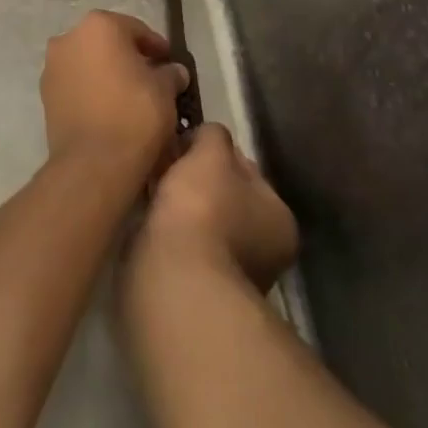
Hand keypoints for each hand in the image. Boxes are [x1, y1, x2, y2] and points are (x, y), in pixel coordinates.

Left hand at [41, 10, 189, 182]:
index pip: (135, 29)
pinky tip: (109, 108)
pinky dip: (91, 89)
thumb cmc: (134, 114)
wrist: (93, 162)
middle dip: (128, 57)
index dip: (156, 47)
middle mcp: (68, 38)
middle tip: (151, 78)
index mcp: (99, 25)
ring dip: (107, 73)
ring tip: (130, 96)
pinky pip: (75, 84)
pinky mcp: (44, 95)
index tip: (169, 63)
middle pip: (107, 42)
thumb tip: (174, 71)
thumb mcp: (165, 90)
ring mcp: (52, 66)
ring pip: (88, 62)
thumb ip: (170, 73)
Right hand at [133, 123, 298, 290]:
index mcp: (279, 218)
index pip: (247, 170)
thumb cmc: (203, 210)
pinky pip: (182, 248)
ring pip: (202, 225)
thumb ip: (213, 136)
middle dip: (197, 183)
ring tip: (149, 191)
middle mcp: (264, 252)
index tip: (183, 143)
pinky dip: (167, 235)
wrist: (174, 280)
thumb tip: (206, 135)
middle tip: (163, 165)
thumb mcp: (211, 154)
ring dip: (180, 211)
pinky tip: (147, 223)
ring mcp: (232, 277)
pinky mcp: (198, 292)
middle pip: (225, 199)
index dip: (215, 151)